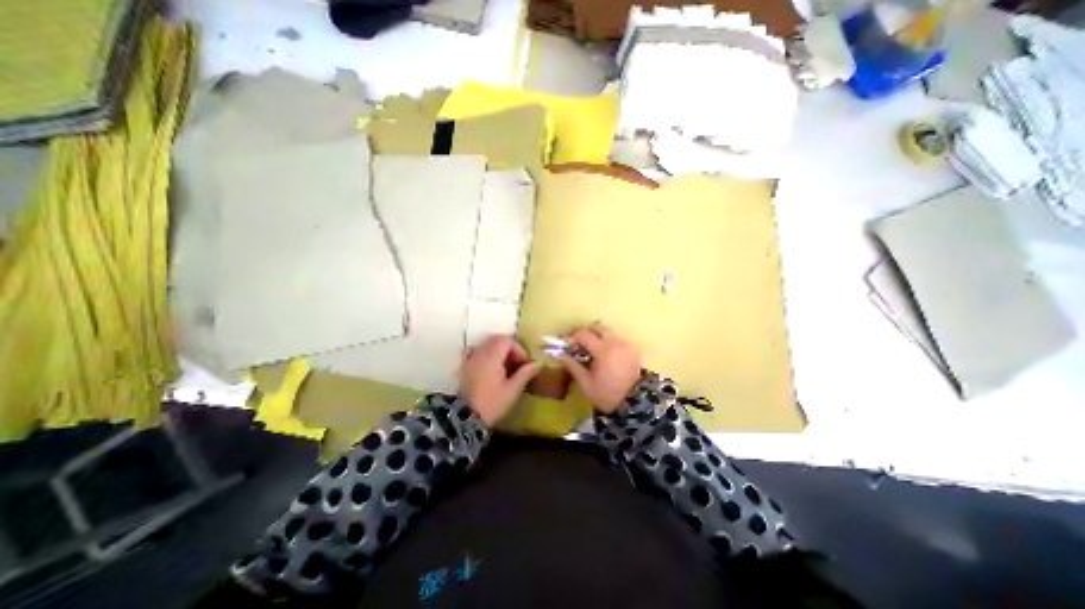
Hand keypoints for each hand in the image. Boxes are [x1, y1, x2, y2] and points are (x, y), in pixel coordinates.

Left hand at [459, 336, 538, 426]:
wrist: (466, 417)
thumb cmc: (492, 403)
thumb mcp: (512, 390)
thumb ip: (525, 374)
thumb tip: (538, 363)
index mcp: (493, 357)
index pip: (507, 340)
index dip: (518, 349)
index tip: (524, 363)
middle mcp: (480, 353)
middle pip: (497, 339)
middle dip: (509, 347)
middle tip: (517, 363)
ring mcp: (470, 359)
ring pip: (486, 344)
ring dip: (498, 349)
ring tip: (505, 365)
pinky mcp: (464, 366)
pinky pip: (474, 351)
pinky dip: (483, 352)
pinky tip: (488, 363)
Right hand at [555, 323, 636, 413]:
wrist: (633, 404)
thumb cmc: (606, 395)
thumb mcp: (585, 382)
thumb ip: (572, 364)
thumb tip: (558, 353)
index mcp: (603, 350)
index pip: (584, 334)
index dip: (572, 337)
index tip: (567, 345)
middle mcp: (616, 342)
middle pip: (597, 327)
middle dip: (586, 333)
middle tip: (578, 345)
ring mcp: (626, 344)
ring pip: (608, 331)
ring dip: (597, 336)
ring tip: (591, 351)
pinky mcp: (633, 349)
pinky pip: (617, 339)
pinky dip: (608, 342)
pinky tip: (604, 356)